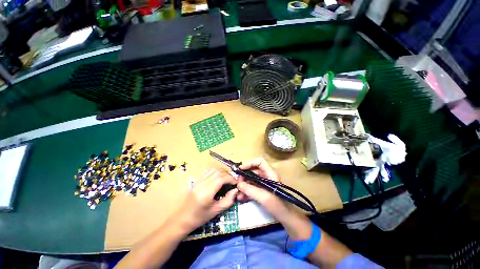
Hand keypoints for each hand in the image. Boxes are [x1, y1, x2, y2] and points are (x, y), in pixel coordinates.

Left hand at [176, 168, 237, 231]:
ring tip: (226, 179)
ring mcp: (198, 180)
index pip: (221, 178)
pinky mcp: (196, 180)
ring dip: (222, 172)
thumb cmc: (199, 218)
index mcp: (206, 193)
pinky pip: (207, 171)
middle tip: (232, 181)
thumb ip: (228, 200)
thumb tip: (235, 190)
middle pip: (217, 172)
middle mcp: (202, 184)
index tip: (236, 182)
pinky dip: (215, 171)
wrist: (182, 219)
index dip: (230, 178)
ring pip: (213, 169)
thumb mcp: (216, 211)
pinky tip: (218, 177)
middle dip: (227, 174)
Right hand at [236, 158, 292, 221]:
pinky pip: (252, 187)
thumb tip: (238, 184)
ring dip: (244, 185)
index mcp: (270, 174)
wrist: (288, 220)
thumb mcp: (264, 197)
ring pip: (252, 179)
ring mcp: (265, 184)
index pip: (259, 162)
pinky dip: (246, 191)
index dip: (249, 163)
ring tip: (238, 192)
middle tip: (237, 183)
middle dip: (244, 176)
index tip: (240, 169)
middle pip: (254, 170)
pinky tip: (241, 198)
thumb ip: (250, 189)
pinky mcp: (263, 191)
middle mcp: (267, 176)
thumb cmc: (279, 206)